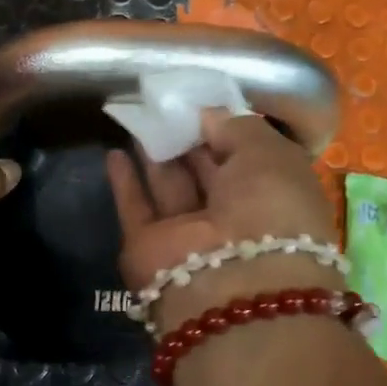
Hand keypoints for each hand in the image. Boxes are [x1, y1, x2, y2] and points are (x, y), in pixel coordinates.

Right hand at [105, 110, 338, 332]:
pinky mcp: (148, 248)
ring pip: (170, 188)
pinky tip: (113, 152)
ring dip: (156, 155)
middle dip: (188, 140)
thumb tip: (208, 116)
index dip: (226, 130)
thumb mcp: (270, 153)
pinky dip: (125, 182)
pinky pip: (135, 208)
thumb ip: (238, 127)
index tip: (202, 103)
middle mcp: (232, 220)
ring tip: (139, 118)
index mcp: (273, 200)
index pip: (248, 159)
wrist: (231, 282)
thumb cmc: (268, 209)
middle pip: (206, 173)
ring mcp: (189, 237)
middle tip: (165, 105)